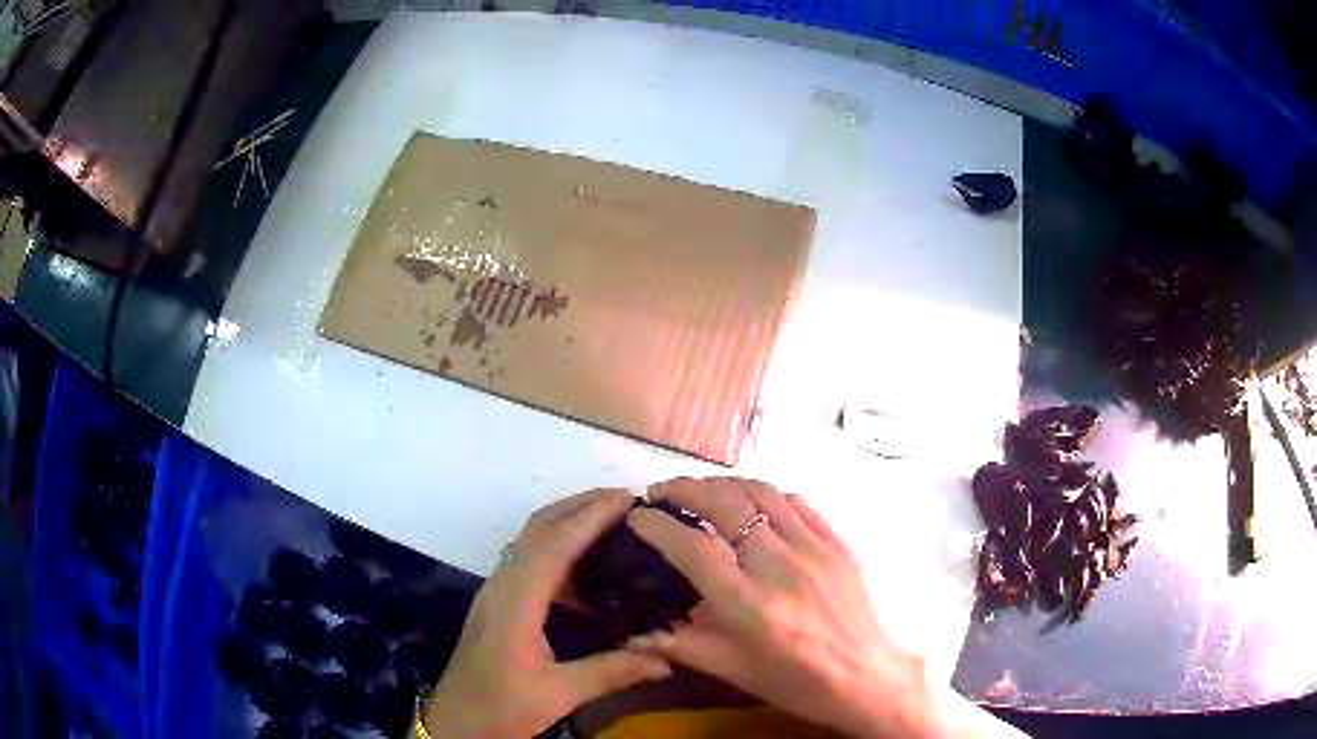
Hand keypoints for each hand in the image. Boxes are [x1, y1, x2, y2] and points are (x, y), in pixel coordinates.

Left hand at [426, 489, 671, 737]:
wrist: (455, 721)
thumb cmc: (500, 706)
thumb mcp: (557, 694)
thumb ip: (611, 672)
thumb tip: (666, 660)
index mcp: (515, 600)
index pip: (555, 545)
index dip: (591, 517)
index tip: (627, 498)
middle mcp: (503, 584)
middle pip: (538, 528)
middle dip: (579, 506)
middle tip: (625, 500)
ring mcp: (497, 592)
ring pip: (532, 541)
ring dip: (568, 523)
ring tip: (612, 522)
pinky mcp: (499, 603)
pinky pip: (530, 561)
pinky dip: (559, 548)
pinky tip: (587, 569)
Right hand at [626, 478, 1020, 737]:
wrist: (868, 677)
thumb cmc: (798, 682)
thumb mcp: (735, 671)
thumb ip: (682, 646)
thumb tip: (636, 632)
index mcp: (749, 605)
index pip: (693, 547)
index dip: (658, 525)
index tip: (637, 516)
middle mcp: (780, 566)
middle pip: (726, 504)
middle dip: (685, 488)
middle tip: (662, 492)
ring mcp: (814, 549)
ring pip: (761, 493)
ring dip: (723, 484)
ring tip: (700, 490)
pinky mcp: (837, 543)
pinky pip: (796, 502)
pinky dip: (765, 494)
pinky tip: (751, 503)